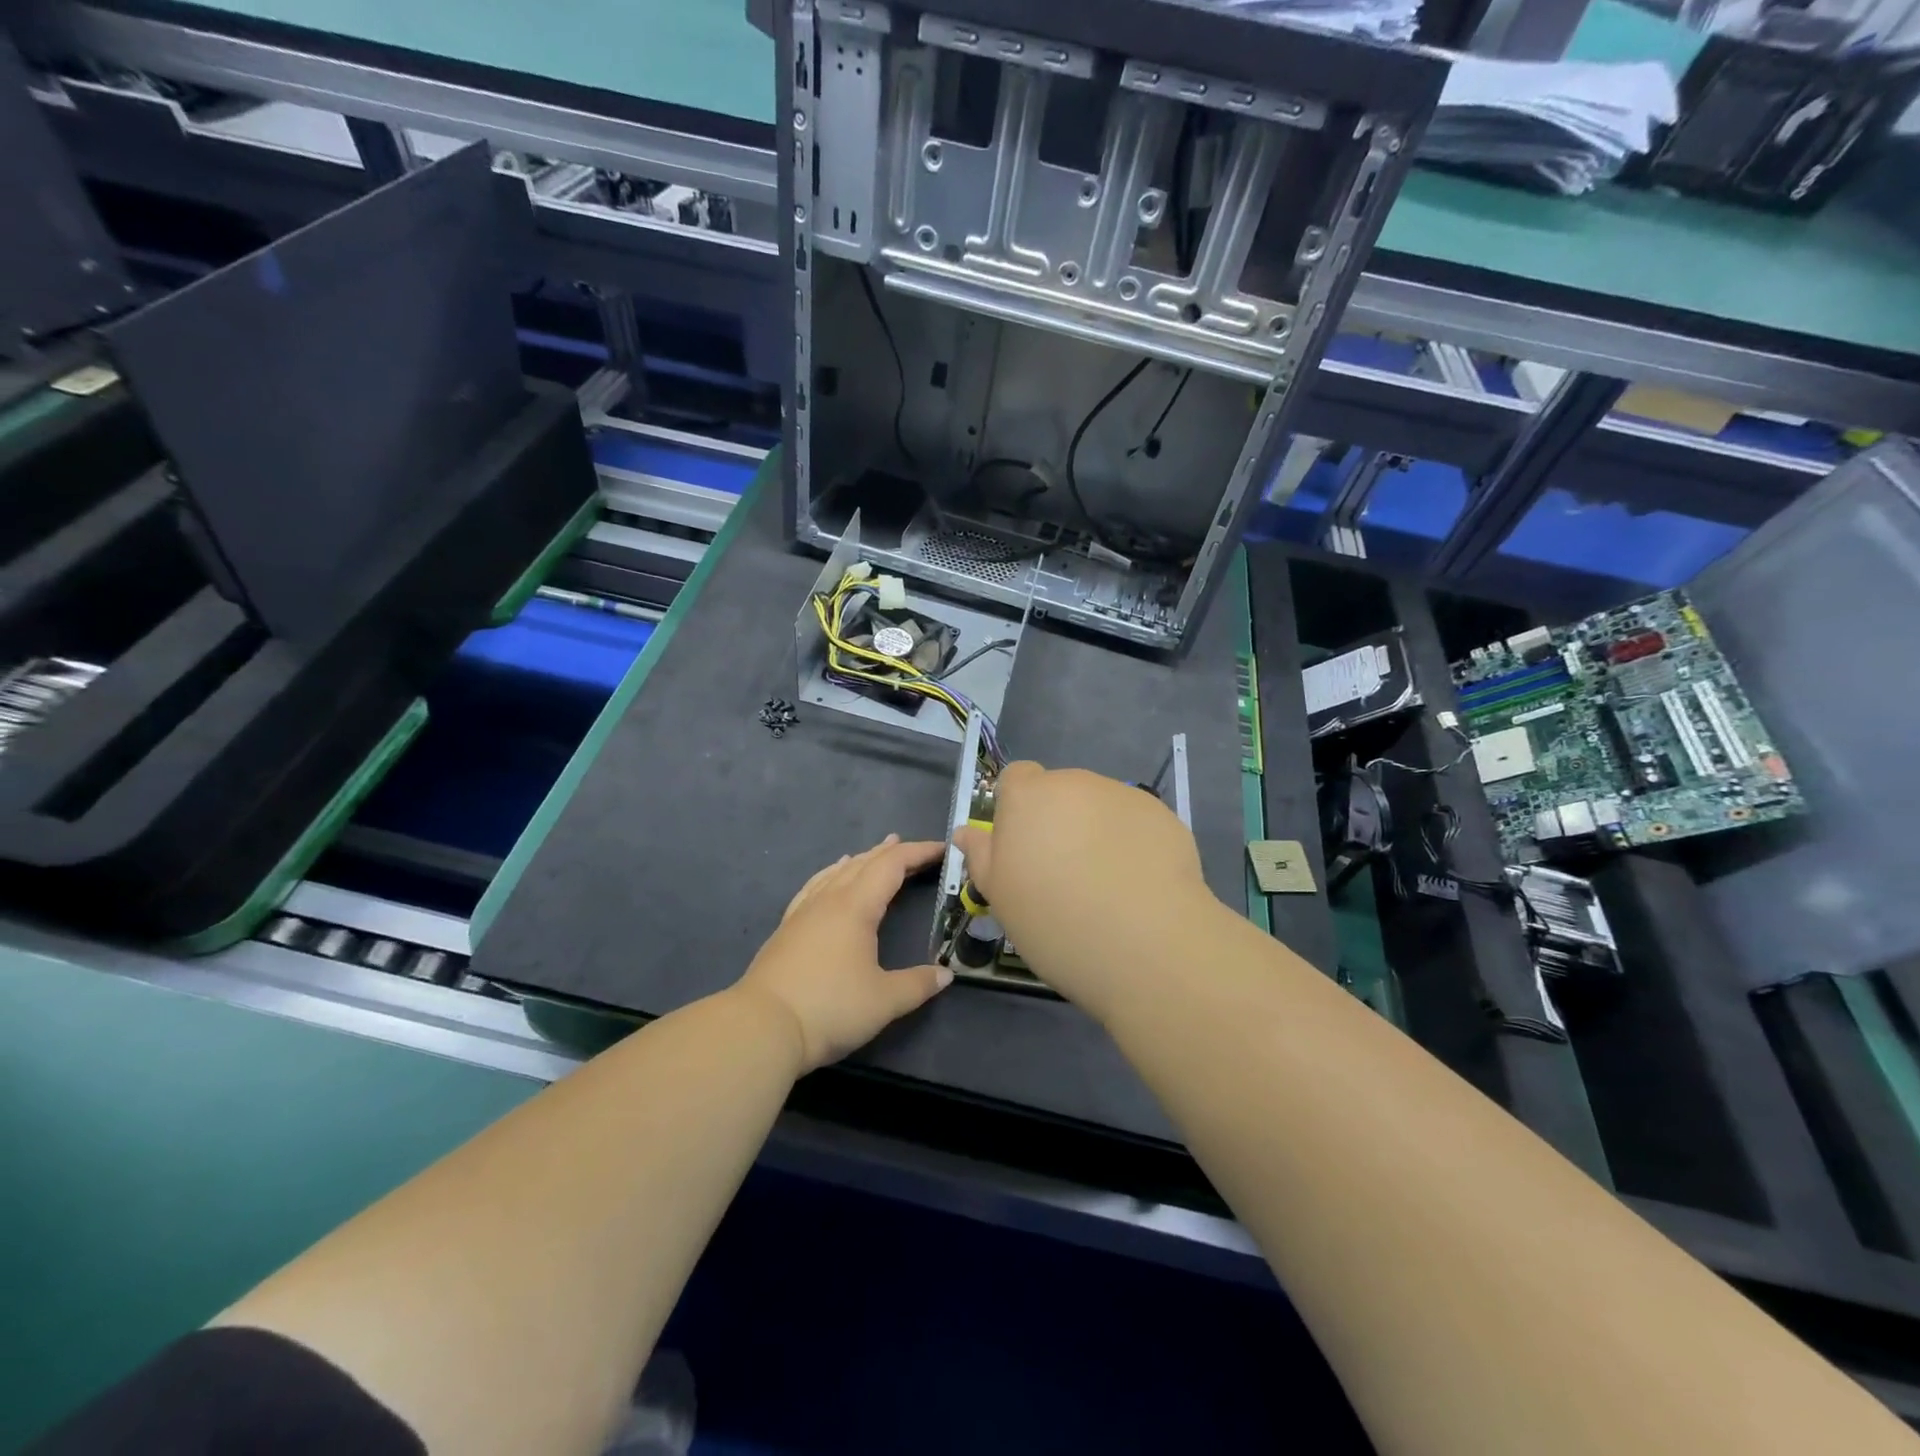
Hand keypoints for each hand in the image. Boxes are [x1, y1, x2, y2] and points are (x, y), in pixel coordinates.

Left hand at [735, 834, 951, 1071]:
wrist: (762, 1027)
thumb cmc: (830, 1008)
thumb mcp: (884, 1001)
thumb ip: (918, 984)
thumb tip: (945, 974)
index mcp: (856, 907)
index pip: (892, 866)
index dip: (918, 853)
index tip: (942, 849)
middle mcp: (829, 900)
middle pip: (864, 863)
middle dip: (891, 853)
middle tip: (913, 848)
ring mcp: (803, 912)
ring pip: (836, 872)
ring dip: (861, 860)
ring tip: (874, 852)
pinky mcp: (787, 929)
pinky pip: (815, 886)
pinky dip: (831, 874)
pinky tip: (829, 878)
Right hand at [953, 761, 1216, 1021]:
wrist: (1145, 945)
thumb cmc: (1054, 922)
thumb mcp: (1001, 896)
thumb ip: (982, 856)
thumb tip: (967, 832)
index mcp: (1028, 796)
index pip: (1016, 777)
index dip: (1017, 809)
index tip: (1023, 848)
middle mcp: (1075, 783)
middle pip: (1059, 792)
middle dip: (1058, 821)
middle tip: (1063, 874)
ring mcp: (1123, 795)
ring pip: (1099, 806)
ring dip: (1096, 830)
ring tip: (1106, 884)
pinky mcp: (1163, 815)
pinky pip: (1135, 822)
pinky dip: (1132, 843)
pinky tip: (1138, 885)